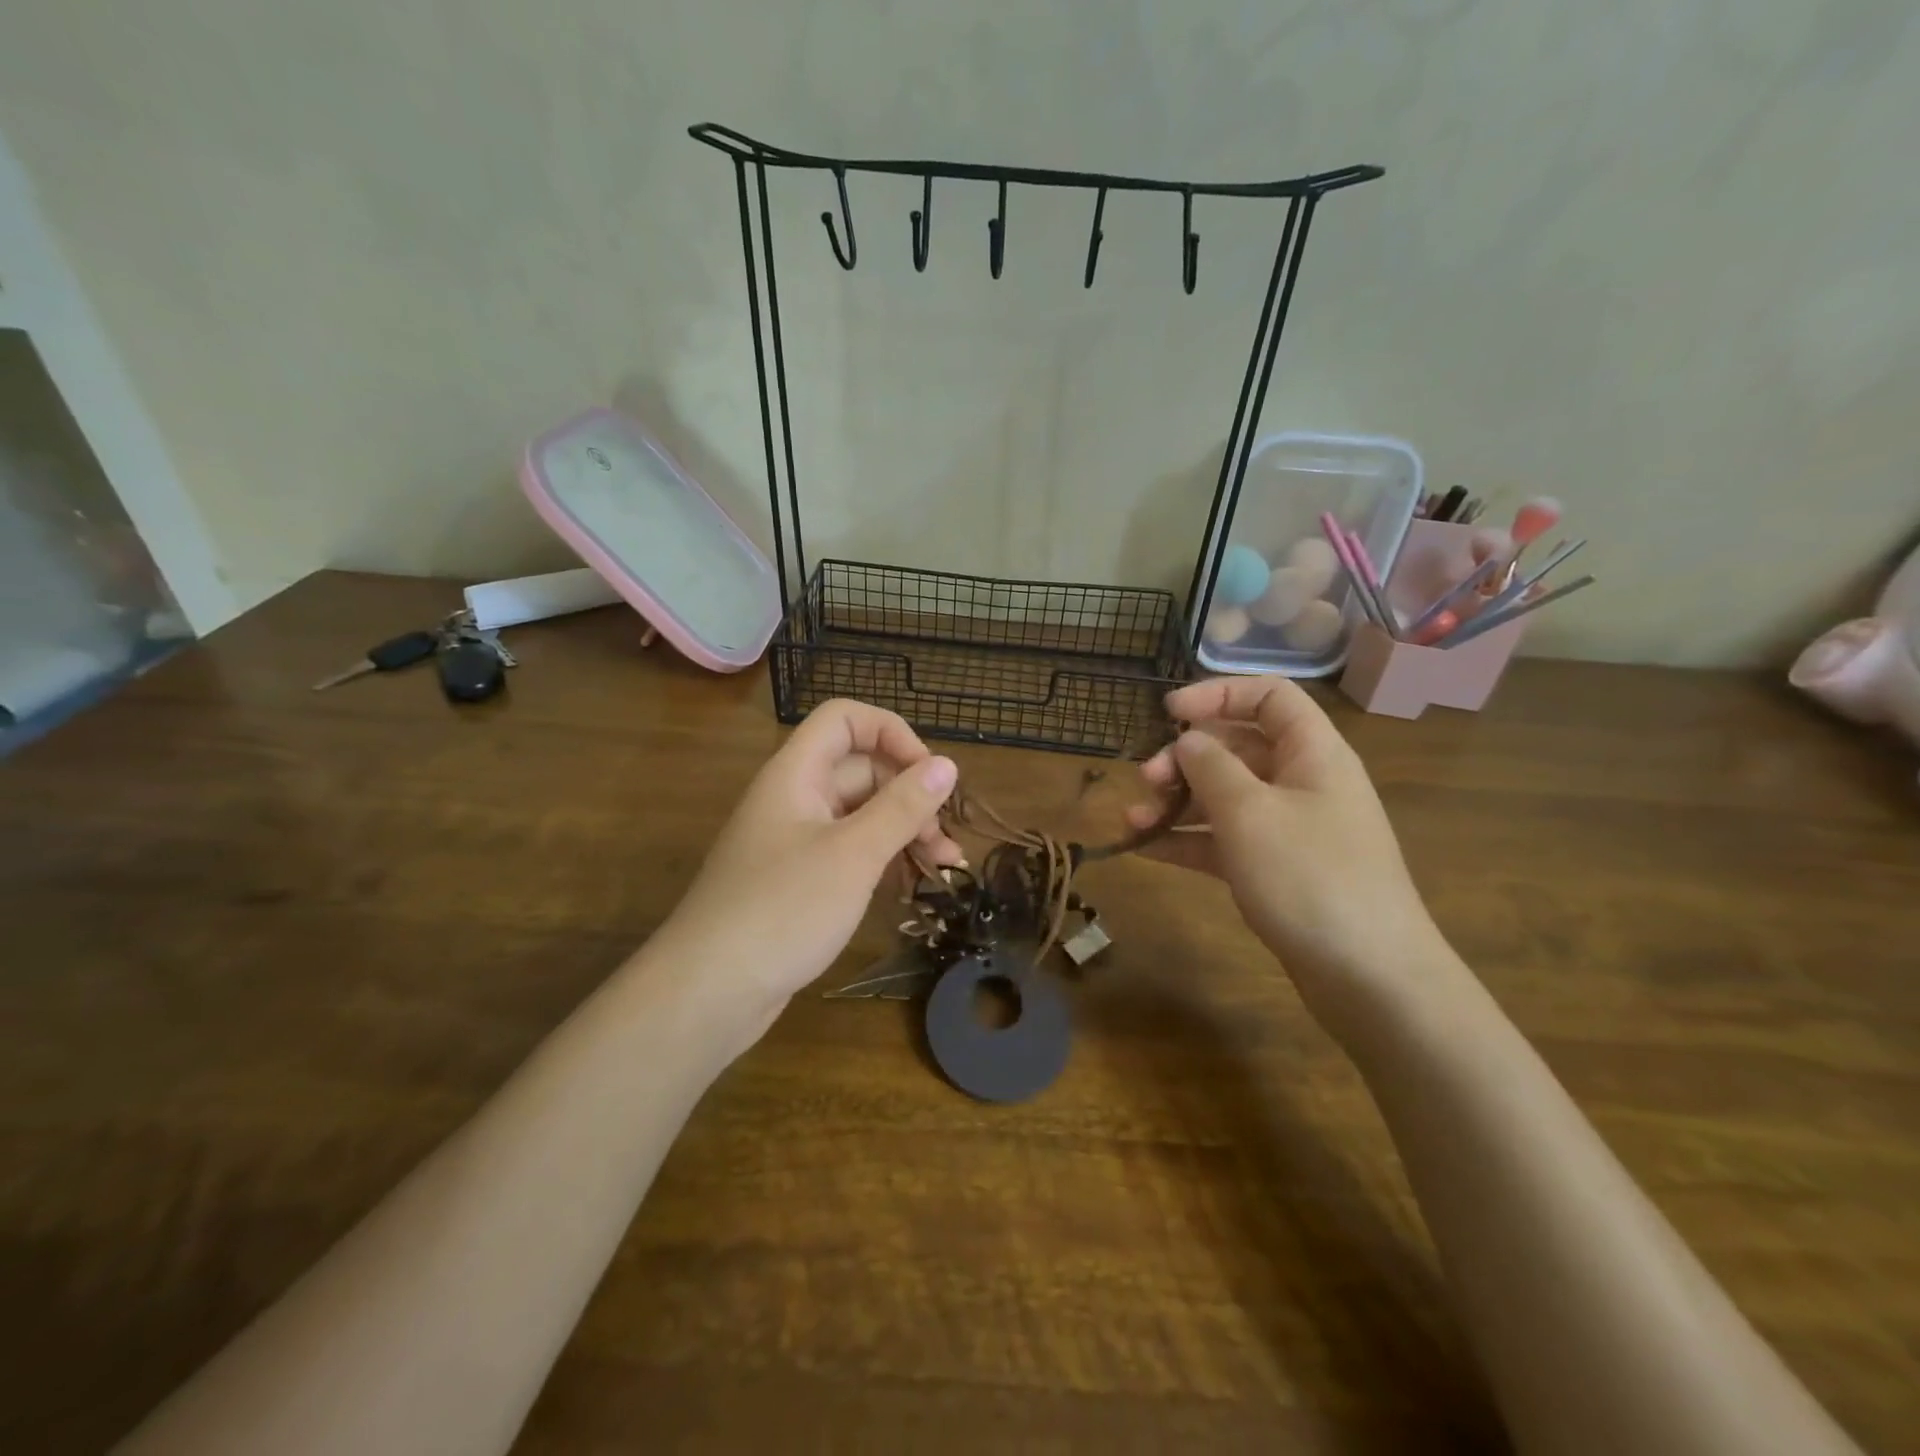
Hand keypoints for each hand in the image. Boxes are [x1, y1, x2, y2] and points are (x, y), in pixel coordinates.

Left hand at [653, 700, 961, 1038]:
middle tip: (946, 839)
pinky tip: (911, 888)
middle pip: (860, 769)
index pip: (845, 719)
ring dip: (903, 832)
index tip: (930, 774)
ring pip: (860, 814)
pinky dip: (882, 860)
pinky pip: (849, 852)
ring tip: (944, 867)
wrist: (708, 992)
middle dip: (910, 795)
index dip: (891, 733)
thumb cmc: (783, 909)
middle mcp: (794, 797)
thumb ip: (902, 807)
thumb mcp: (854, 854)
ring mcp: (795, 841)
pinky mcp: (799, 880)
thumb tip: (947, 765)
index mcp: (796, 774)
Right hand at [1128, 678, 1448, 1033]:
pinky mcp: (1276, 869)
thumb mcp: (1249, 812)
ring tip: (1133, 819)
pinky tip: (1145, 847)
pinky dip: (1187, 839)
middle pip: (1238, 747)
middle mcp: (1303, 782)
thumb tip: (1187, 741)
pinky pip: (1224, 839)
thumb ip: (1210, 766)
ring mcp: (1290, 829)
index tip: (1168, 712)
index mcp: (1312, 753)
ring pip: (1226, 796)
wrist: (1370, 978)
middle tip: (1145, 779)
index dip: (1217, 694)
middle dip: (1186, 757)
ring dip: (1177, 801)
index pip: (1269, 696)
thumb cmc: (1310, 878)